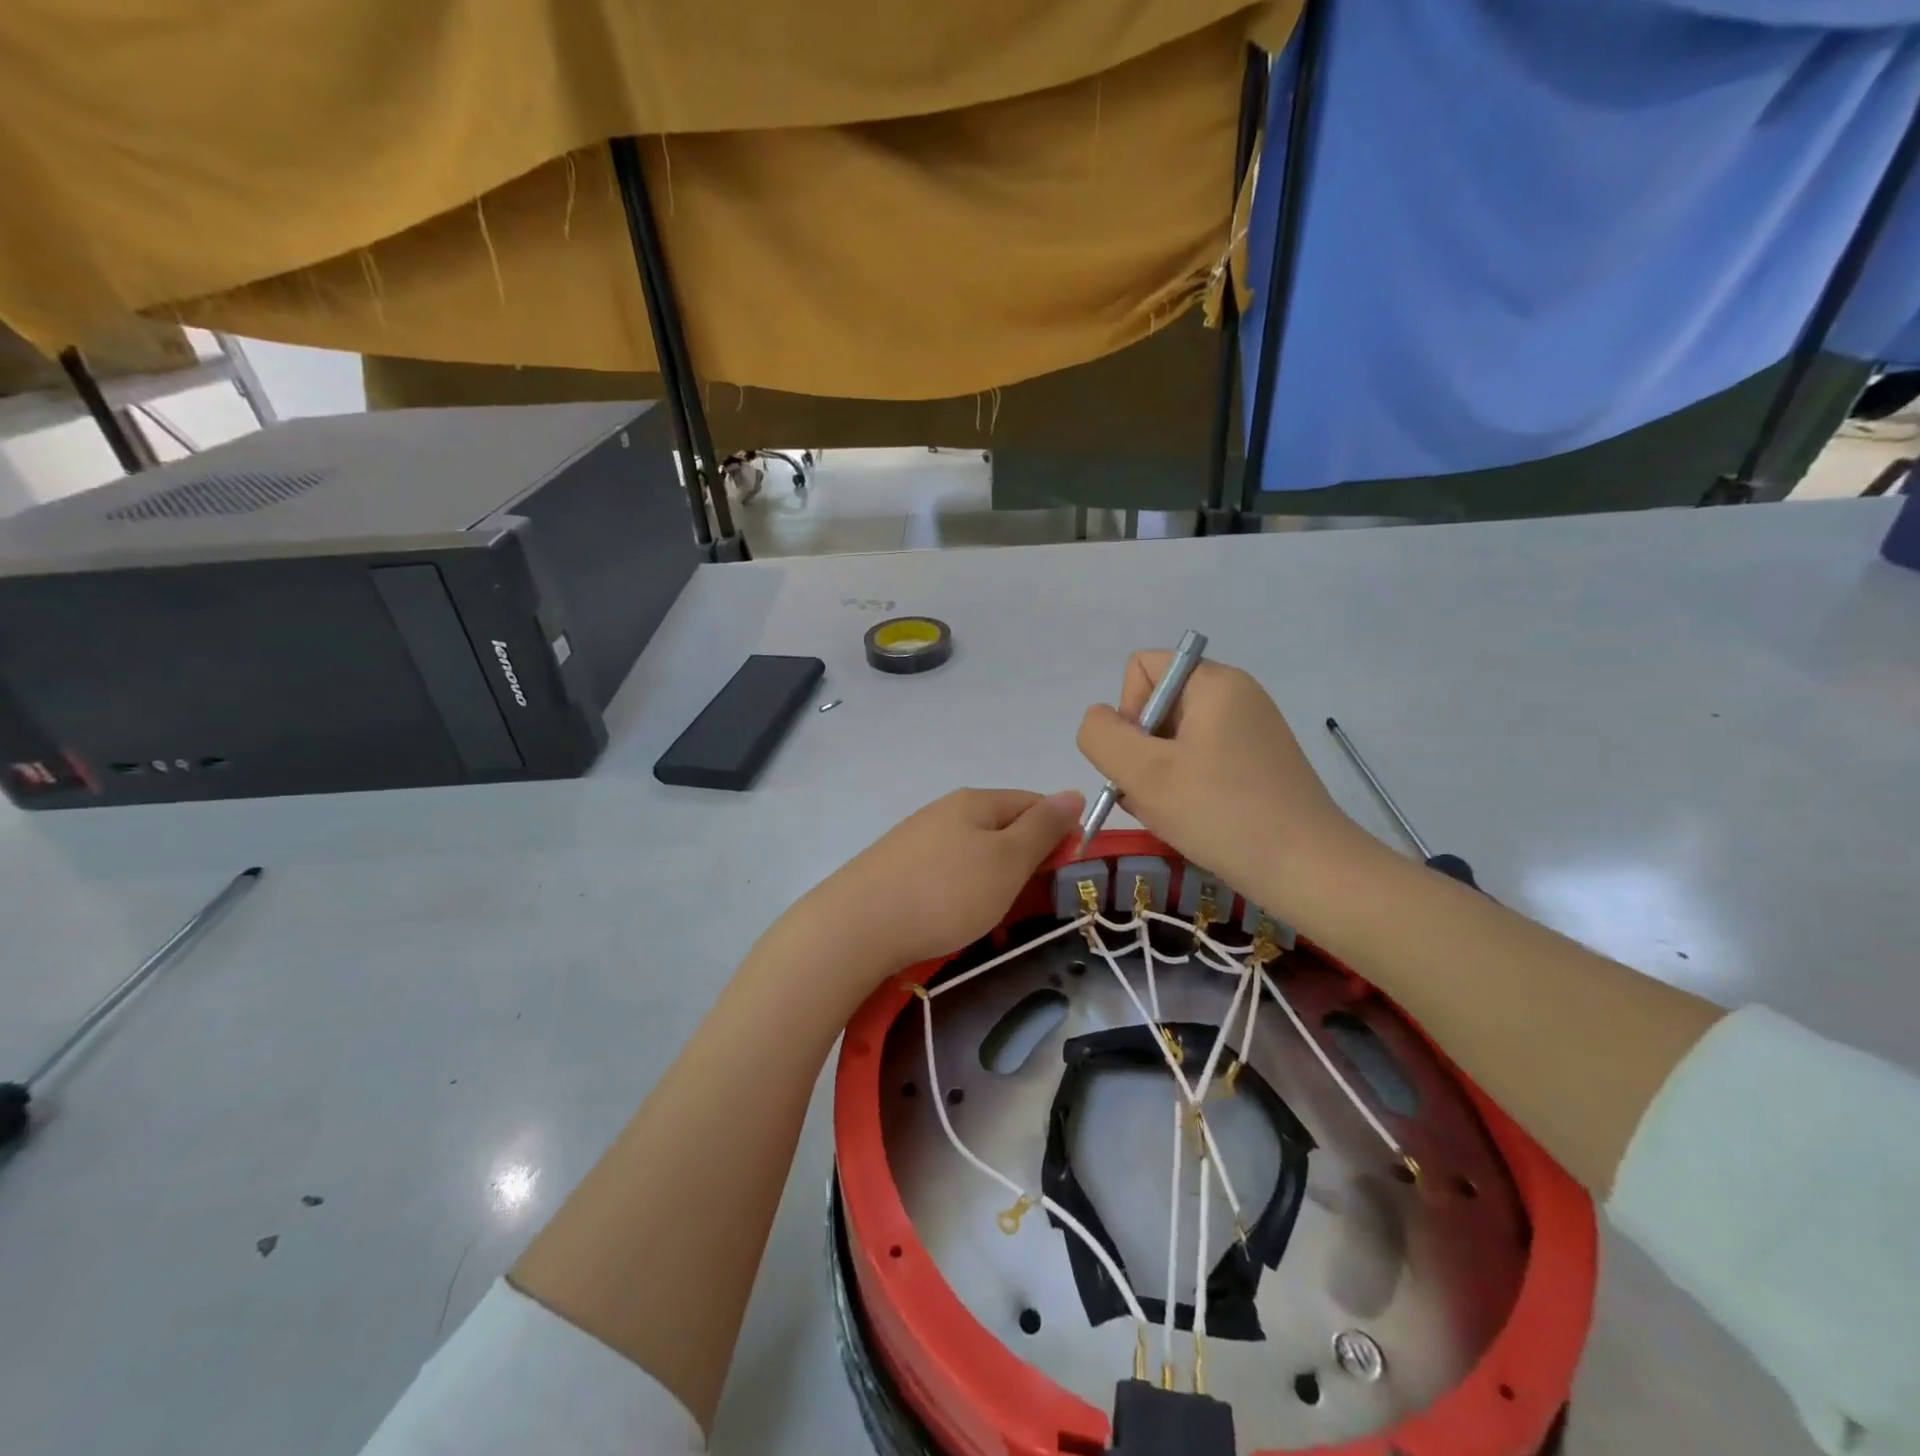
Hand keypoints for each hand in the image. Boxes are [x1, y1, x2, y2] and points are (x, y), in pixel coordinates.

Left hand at [804, 788, 1084, 978]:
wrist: (856, 926)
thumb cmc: (945, 892)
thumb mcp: (1007, 860)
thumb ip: (1043, 828)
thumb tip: (1073, 793)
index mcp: (976, 801)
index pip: (1033, 803)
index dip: (1059, 833)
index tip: (1066, 874)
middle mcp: (945, 811)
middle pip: (1003, 828)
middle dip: (1025, 862)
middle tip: (1031, 902)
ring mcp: (917, 839)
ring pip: (974, 854)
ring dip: (994, 881)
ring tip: (994, 917)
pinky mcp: (896, 868)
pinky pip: (945, 874)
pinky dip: (961, 894)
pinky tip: (954, 919)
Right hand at [1077, 653, 1361, 913]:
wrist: (1308, 870)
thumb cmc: (1221, 812)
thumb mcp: (1143, 772)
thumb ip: (1101, 735)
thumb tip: (1100, 720)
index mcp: (1215, 682)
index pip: (1142, 669)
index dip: (1127, 712)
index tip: (1143, 759)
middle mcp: (1236, 696)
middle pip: (1157, 707)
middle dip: (1141, 751)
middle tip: (1156, 796)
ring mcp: (1251, 731)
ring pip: (1174, 741)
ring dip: (1158, 776)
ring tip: (1174, 813)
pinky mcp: (1258, 764)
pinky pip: (1200, 762)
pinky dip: (1184, 788)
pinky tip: (1192, 820)